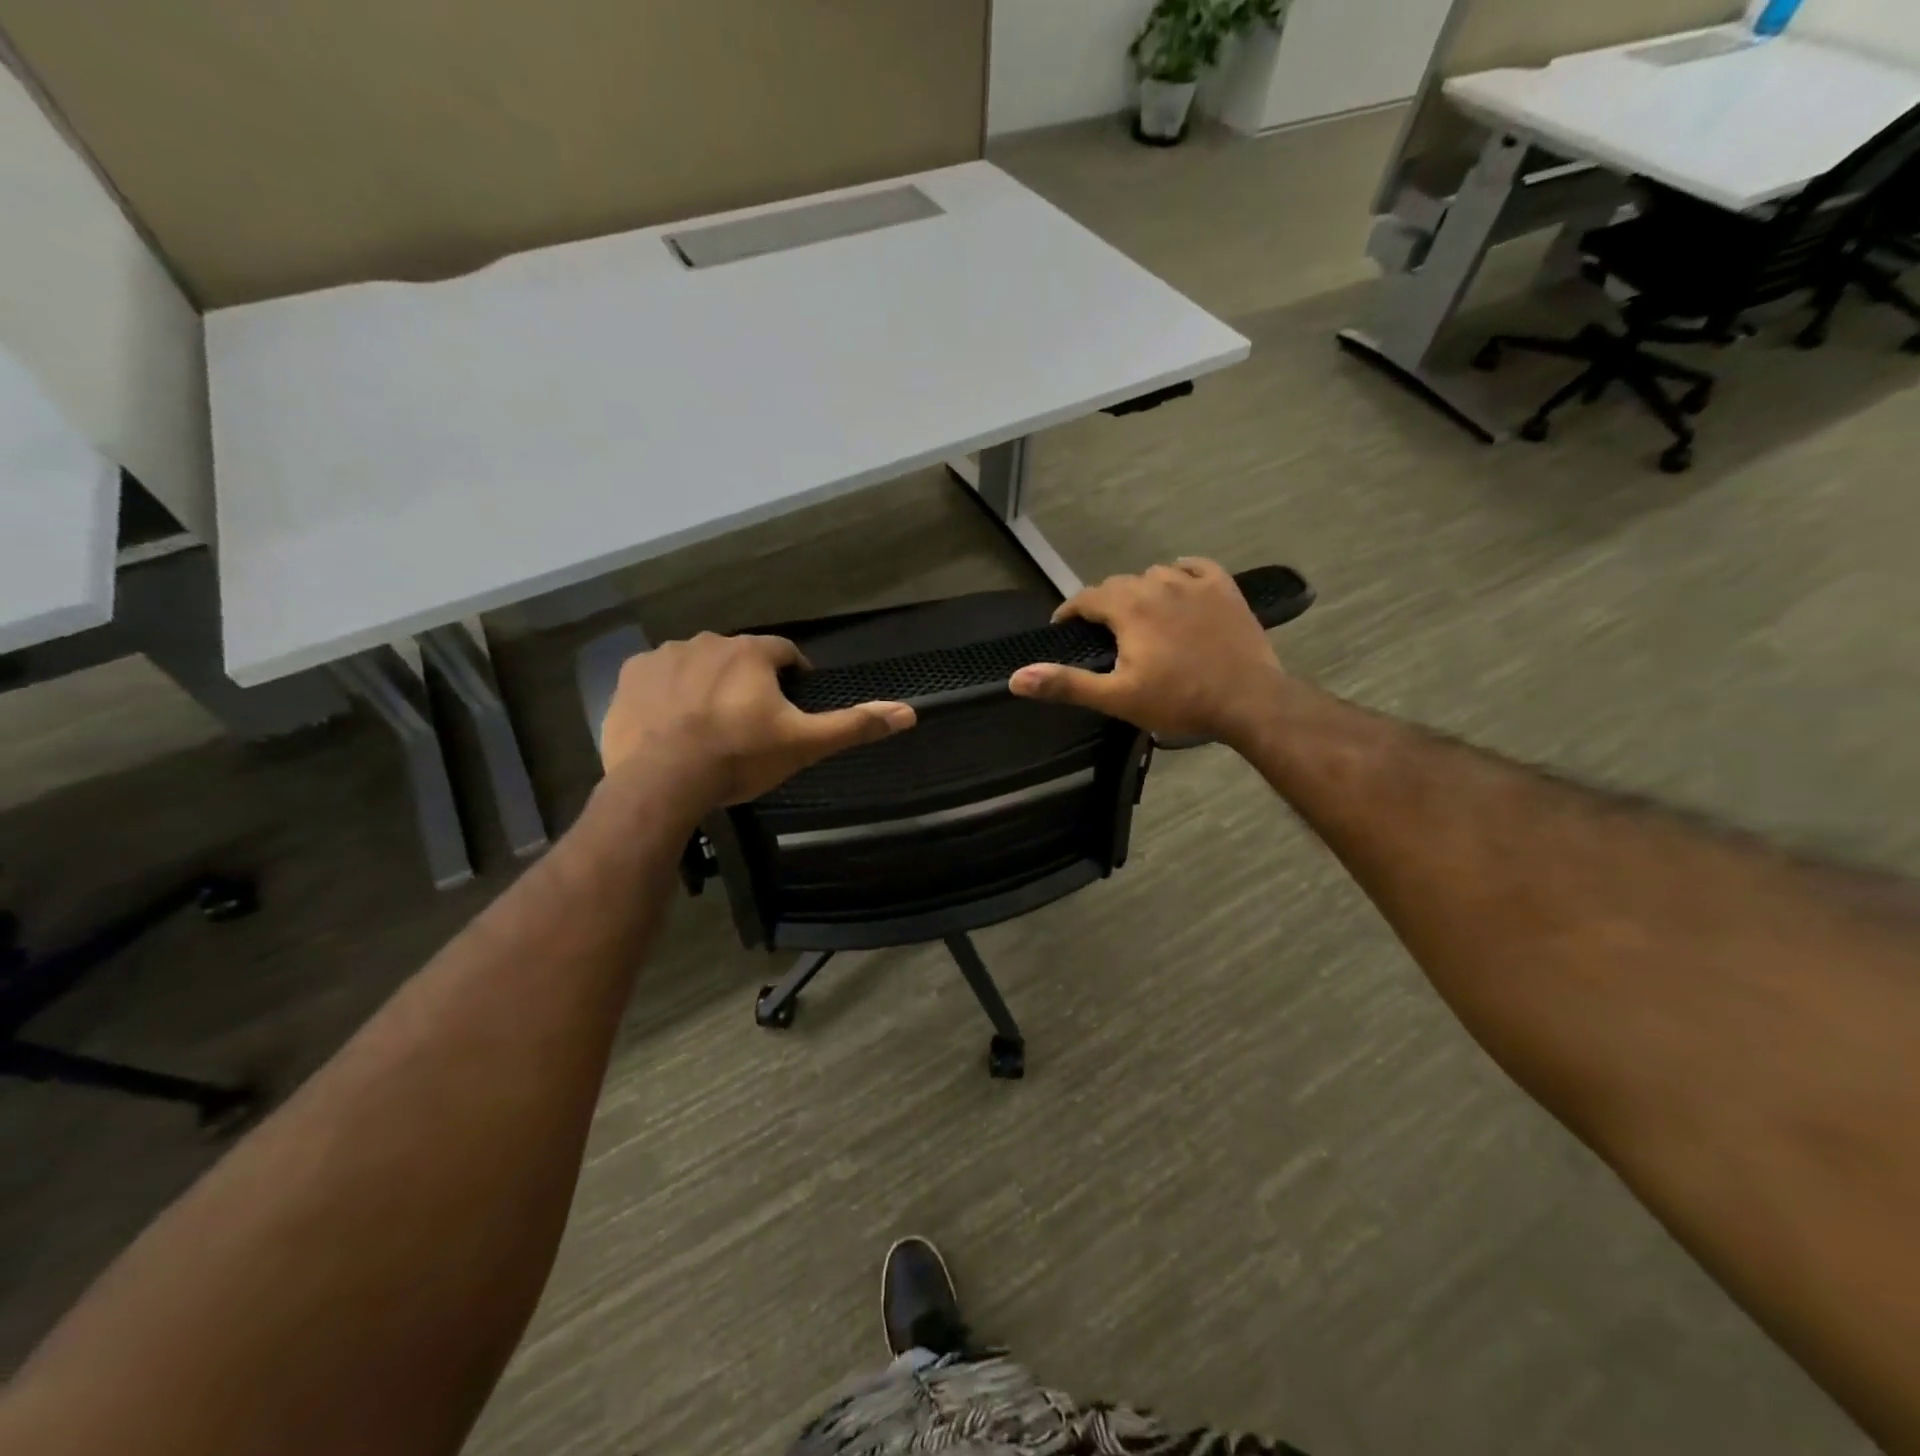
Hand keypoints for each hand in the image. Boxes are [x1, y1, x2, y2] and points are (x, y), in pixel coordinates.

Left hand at [600, 633, 914, 813]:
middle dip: (747, 681)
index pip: (784, 652)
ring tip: (709, 724)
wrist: (661, 781)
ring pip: (697, 664)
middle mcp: (708, 641)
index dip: (793, 675)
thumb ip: (854, 725)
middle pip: (739, 657)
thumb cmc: (739, 757)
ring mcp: (664, 656)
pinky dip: (668, 693)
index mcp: (752, 653)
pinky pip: (658, 677)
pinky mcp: (630, 676)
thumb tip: (909, 712)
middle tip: (749, 721)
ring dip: (707, 684)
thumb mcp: (804, 744)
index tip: (792, 703)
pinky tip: (671, 723)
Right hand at [1008, 558, 1285, 745]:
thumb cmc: (1179, 701)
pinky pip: (1195, 567)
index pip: (1086, 598)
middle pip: (1119, 584)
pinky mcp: (1224, 589)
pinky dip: (1180, 573)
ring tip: (1139, 616)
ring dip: (1140, 591)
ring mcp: (1194, 584)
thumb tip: (1016, 678)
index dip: (1070, 612)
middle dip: (1104, 604)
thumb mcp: (1116, 698)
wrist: (1248, 701)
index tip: (1064, 629)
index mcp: (1129, 608)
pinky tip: (1178, 586)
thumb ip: (1066, 684)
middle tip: (1102, 633)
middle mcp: (1157, 585)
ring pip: (1154, 574)